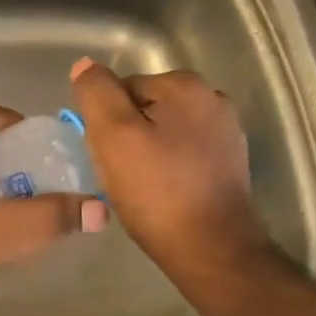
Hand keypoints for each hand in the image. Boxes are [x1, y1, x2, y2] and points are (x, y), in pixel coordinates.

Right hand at [69, 59, 267, 274]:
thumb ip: (96, 92)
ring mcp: (226, 131)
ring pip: (163, 130)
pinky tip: (164, 193)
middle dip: (127, 134)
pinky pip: (183, 152)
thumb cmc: (157, 191)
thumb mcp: (112, 135)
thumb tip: (85, 65)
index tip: (107, 154)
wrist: (212, 251)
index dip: (106, 121)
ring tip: (141, 186)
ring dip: (147, 151)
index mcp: (185, 85)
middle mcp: (212, 98)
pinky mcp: (230, 162)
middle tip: (121, 173)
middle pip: (144, 107)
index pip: (122, 89)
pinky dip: (169, 167)